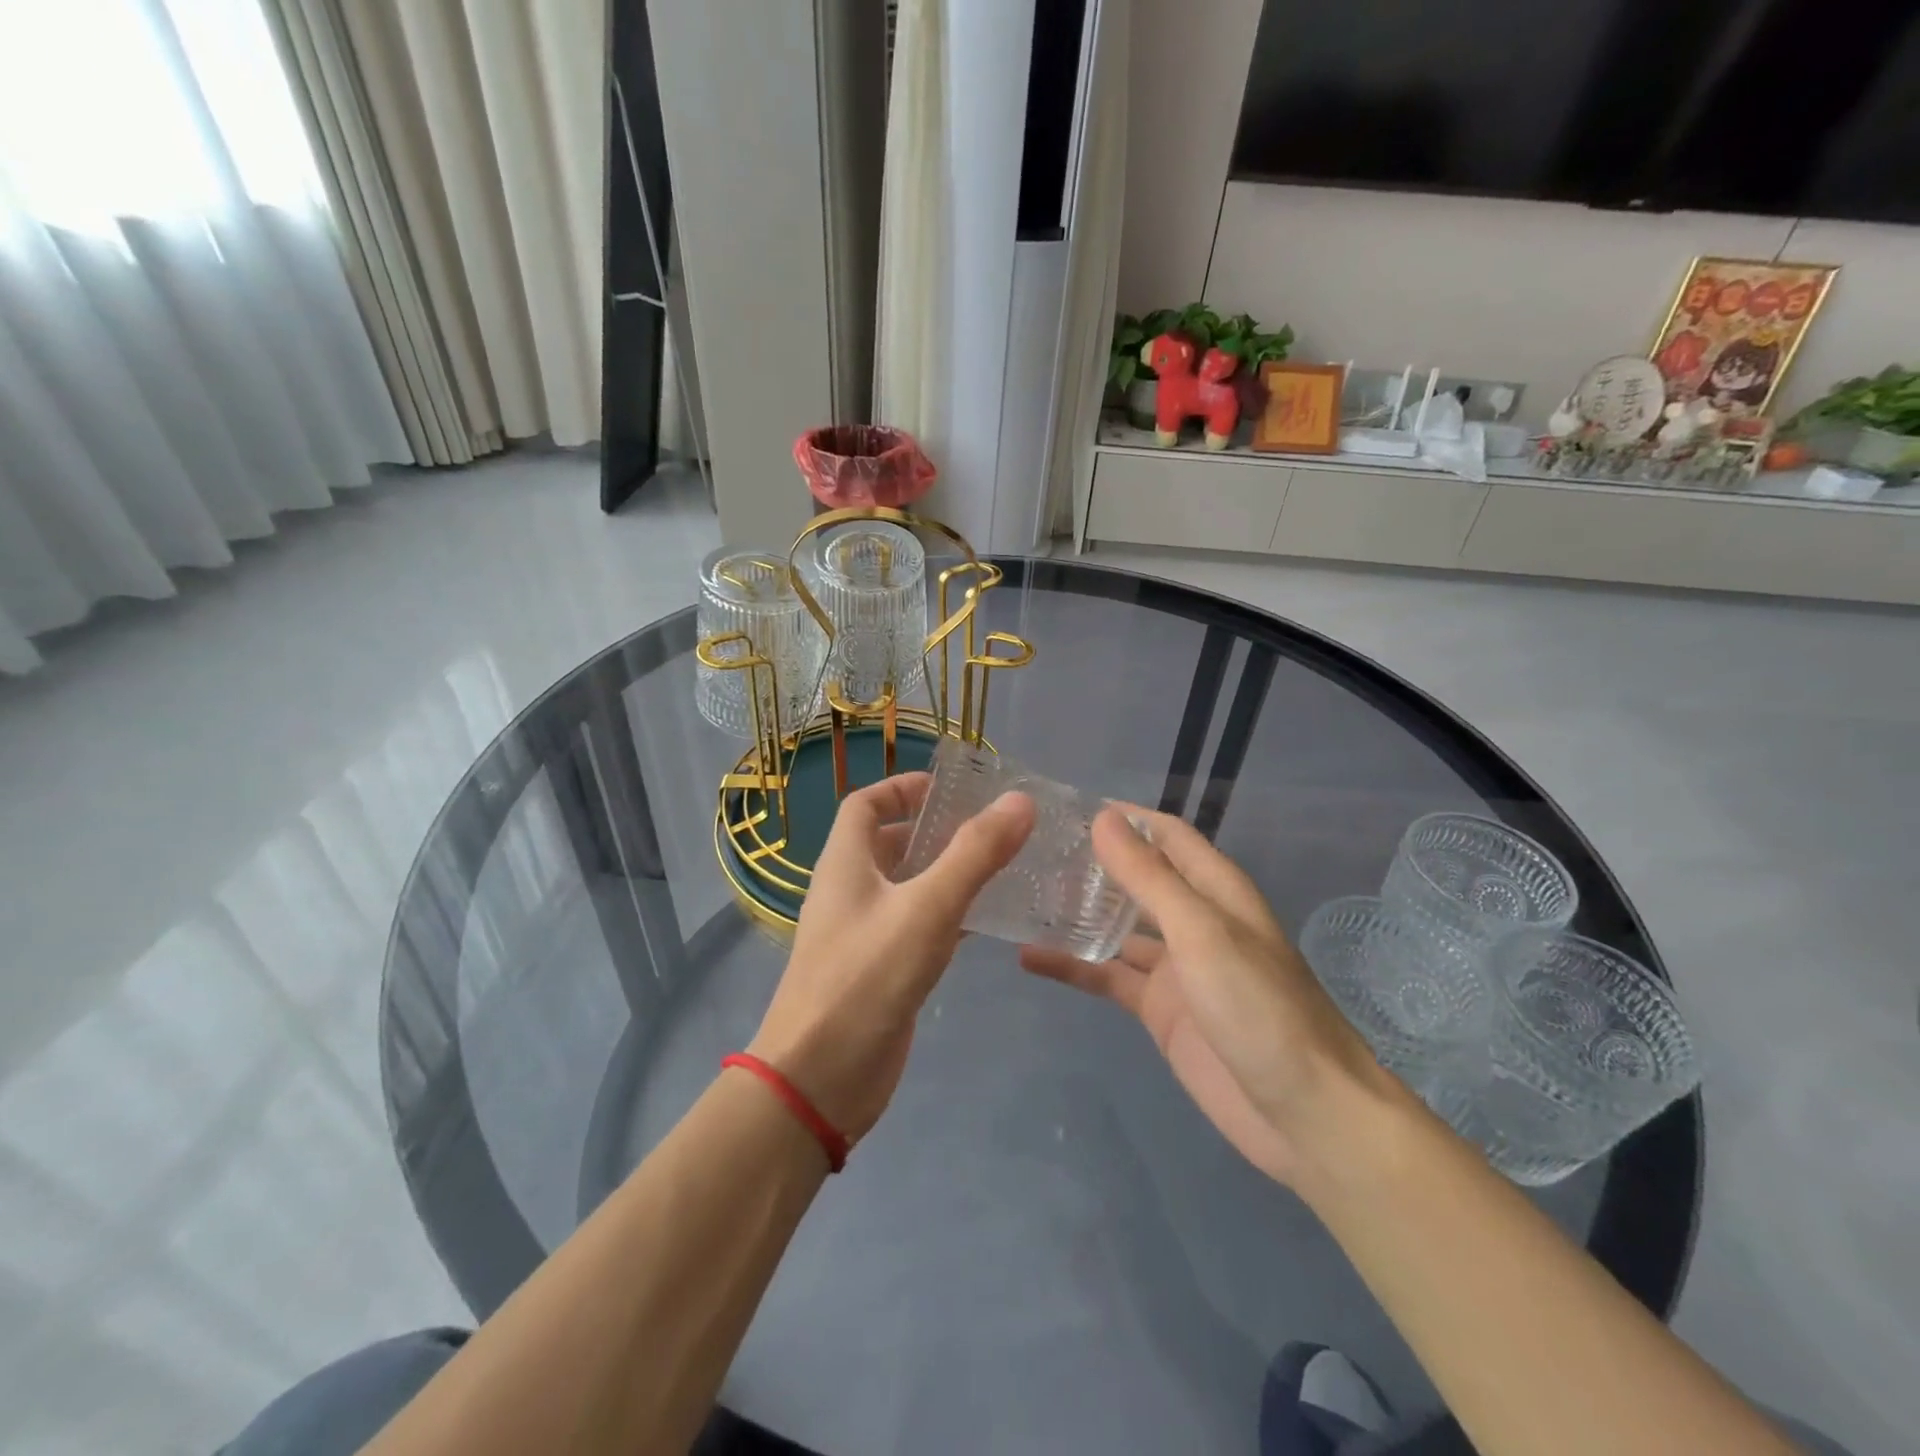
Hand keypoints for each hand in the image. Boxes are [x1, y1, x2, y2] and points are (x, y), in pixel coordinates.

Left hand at [749, 772, 1033, 1143]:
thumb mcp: (927, 908)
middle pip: (890, 844)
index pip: (865, 804)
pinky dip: (949, 917)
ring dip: (947, 874)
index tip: (950, 789)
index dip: (902, 788)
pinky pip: (917, 928)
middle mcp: (850, 891)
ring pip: (908, 888)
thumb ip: (974, 854)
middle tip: (993, 829)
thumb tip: (1019, 801)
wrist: (819, 1079)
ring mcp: (864, 934)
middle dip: (936, 831)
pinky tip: (988, 923)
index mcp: (845, 863)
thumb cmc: (866, 978)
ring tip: (1003, 867)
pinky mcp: (881, 971)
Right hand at [1020, 807, 1391, 1187]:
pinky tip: (1030, 958)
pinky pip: (1108, 977)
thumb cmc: (1260, 1007)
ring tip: (1022, 894)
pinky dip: (1073, 967)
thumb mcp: (1201, 932)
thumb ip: (1149, 876)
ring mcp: (1175, 967)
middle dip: (1093, 862)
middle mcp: (1194, 920)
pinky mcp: (1159, 1010)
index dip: (1124, 817)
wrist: (1305, 1115)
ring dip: (1079, 912)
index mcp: (1215, 890)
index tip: (1067, 808)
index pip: (1166, 835)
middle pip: (1138, 878)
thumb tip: (1103, 818)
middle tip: (1032, 849)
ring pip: (1117, 927)